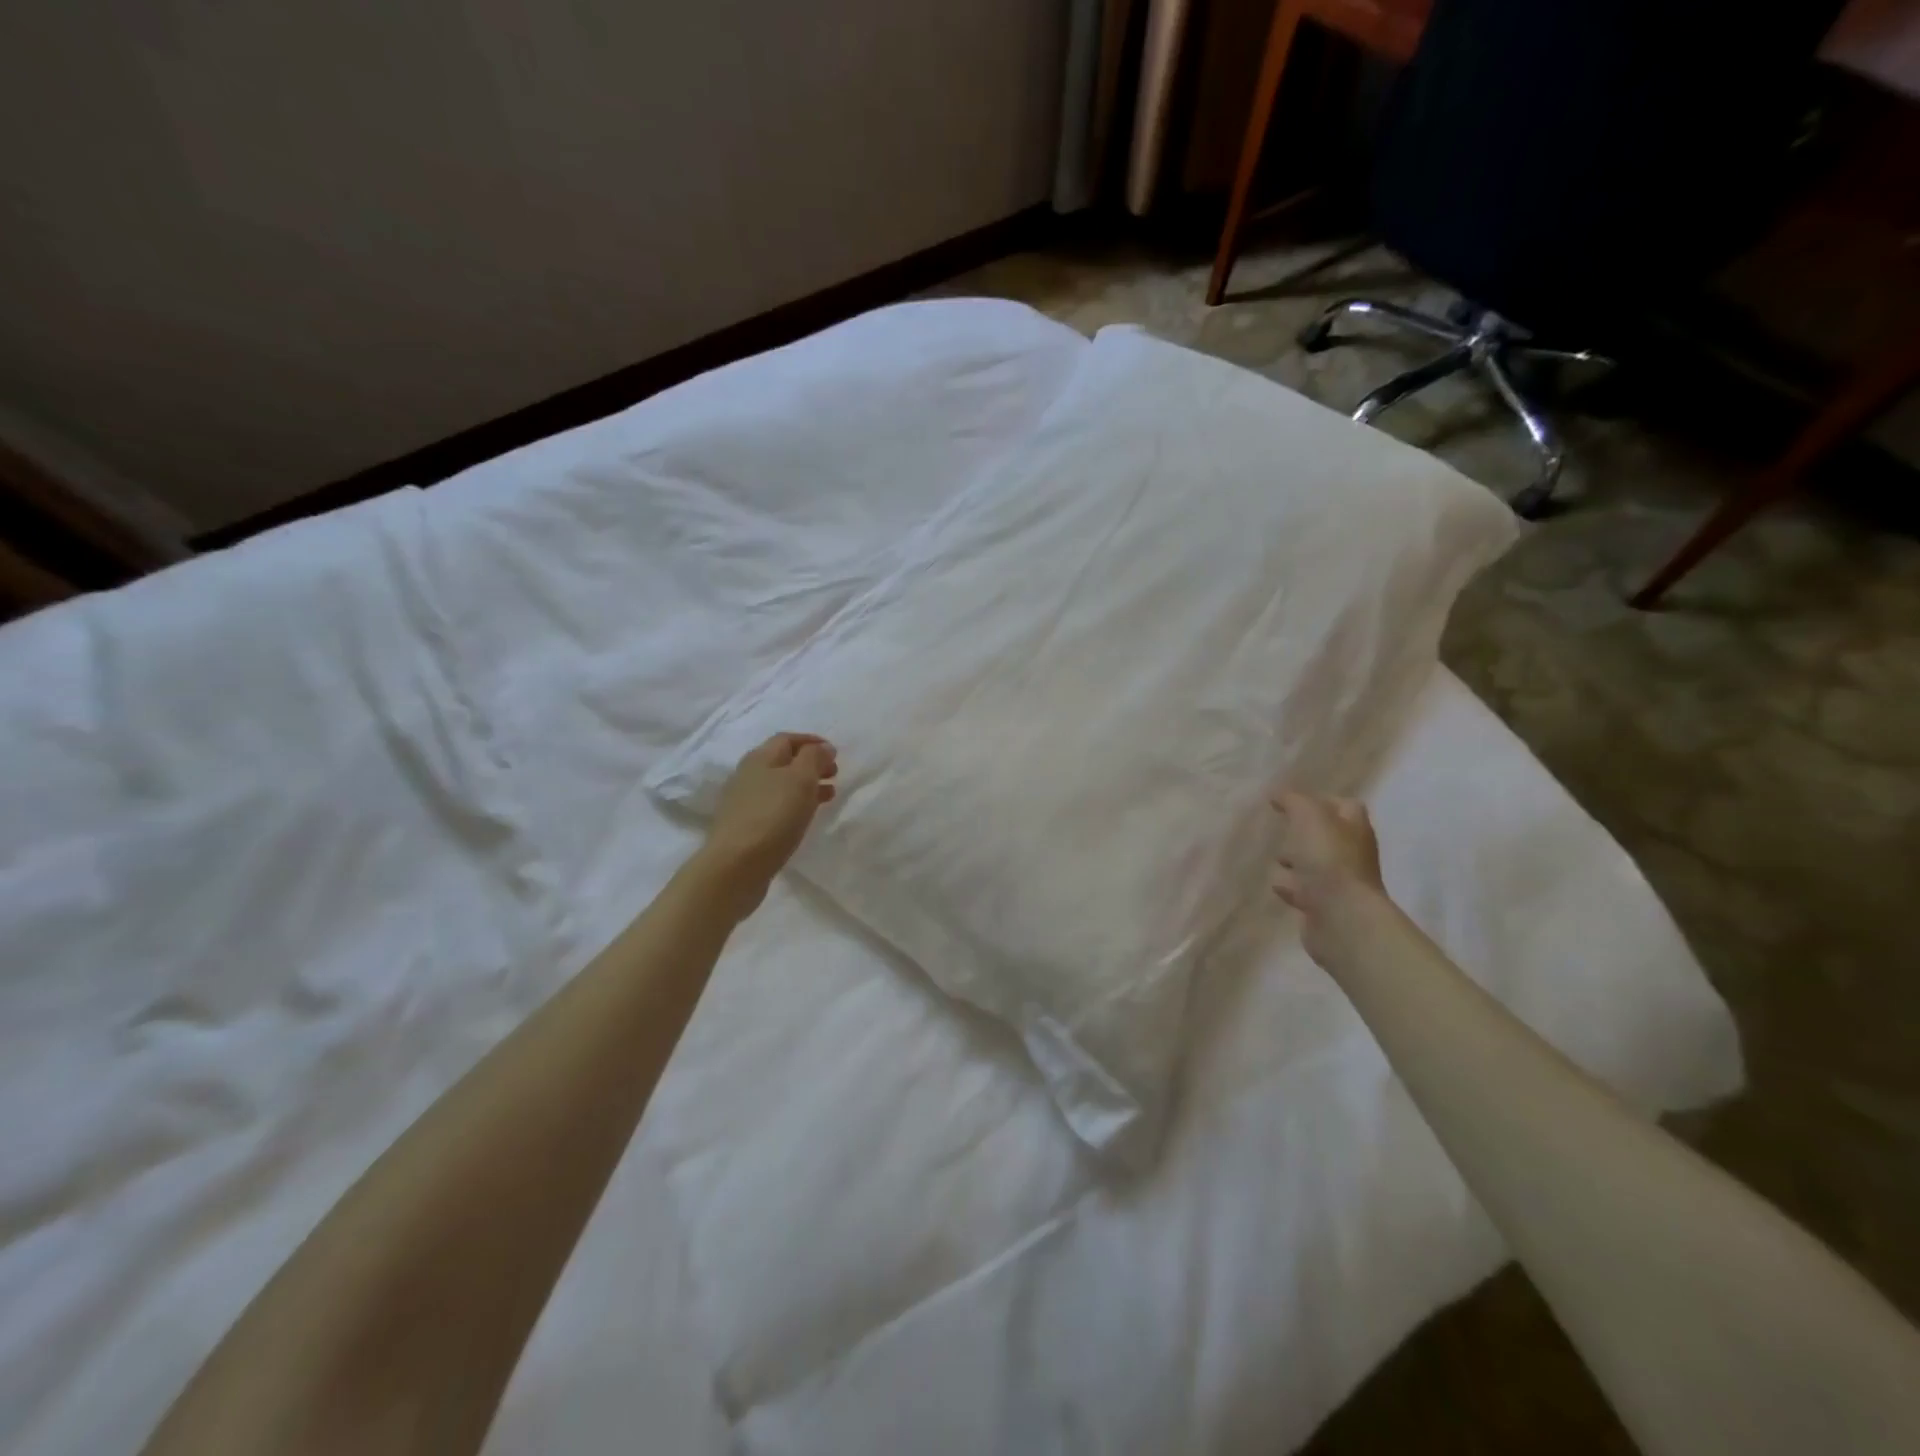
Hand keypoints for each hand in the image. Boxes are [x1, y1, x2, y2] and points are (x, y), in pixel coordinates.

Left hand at [697, 733, 837, 915]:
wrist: (735, 866)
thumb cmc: (772, 817)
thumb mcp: (800, 780)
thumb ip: (814, 758)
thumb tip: (823, 747)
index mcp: (760, 758)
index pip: (787, 739)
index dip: (812, 742)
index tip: (835, 752)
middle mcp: (748, 775)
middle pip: (783, 761)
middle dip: (811, 764)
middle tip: (834, 774)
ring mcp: (745, 802)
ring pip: (781, 785)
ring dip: (806, 786)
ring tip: (829, 796)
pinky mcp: (746, 826)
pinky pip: (776, 806)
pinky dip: (795, 805)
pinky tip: (806, 817)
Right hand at [1270, 790, 1386, 962]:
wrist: (1340, 916)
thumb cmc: (1328, 859)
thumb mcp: (1309, 816)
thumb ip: (1293, 801)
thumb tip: (1278, 794)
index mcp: (1354, 828)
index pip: (1344, 805)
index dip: (1320, 800)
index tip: (1291, 803)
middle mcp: (1351, 852)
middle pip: (1326, 836)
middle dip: (1303, 833)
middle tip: (1281, 831)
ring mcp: (1339, 881)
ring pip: (1314, 864)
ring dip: (1295, 861)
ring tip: (1277, 859)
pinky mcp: (1324, 905)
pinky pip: (1303, 890)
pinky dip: (1290, 886)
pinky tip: (1277, 884)